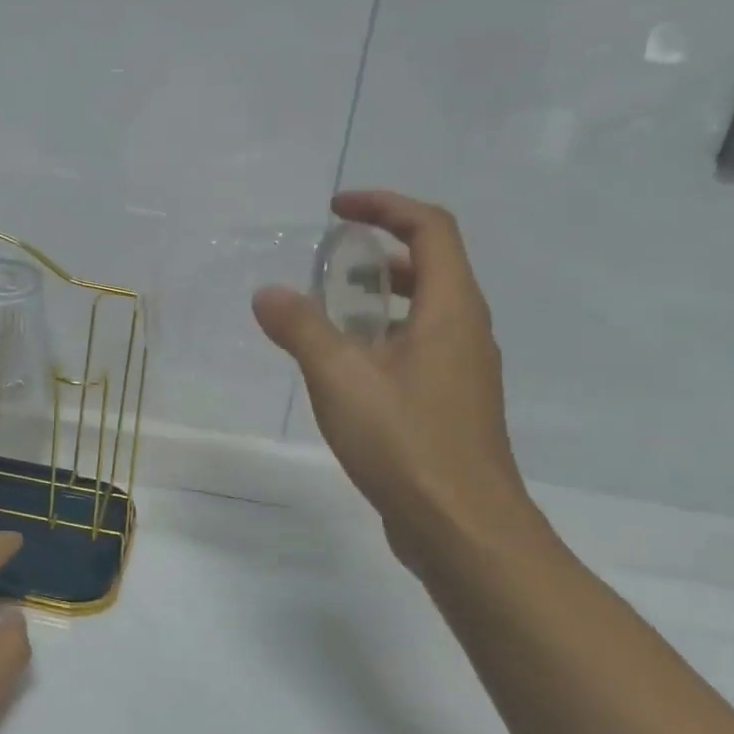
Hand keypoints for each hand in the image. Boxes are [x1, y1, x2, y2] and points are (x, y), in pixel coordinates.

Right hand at [253, 190, 543, 569]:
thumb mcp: (340, 378)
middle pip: (430, 266)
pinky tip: (340, 371)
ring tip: (324, 315)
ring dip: (375, 300)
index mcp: (451, 310)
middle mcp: (465, 331)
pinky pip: (415, 349)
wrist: (461, 527)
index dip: (384, 206)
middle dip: (377, 253)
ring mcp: (461, 371)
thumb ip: (301, 329)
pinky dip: (379, 339)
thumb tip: (267, 293)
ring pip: (421, 312)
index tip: (336, 210)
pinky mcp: (449, 404)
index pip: (430, 228)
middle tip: (327, 263)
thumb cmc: (405, 442)